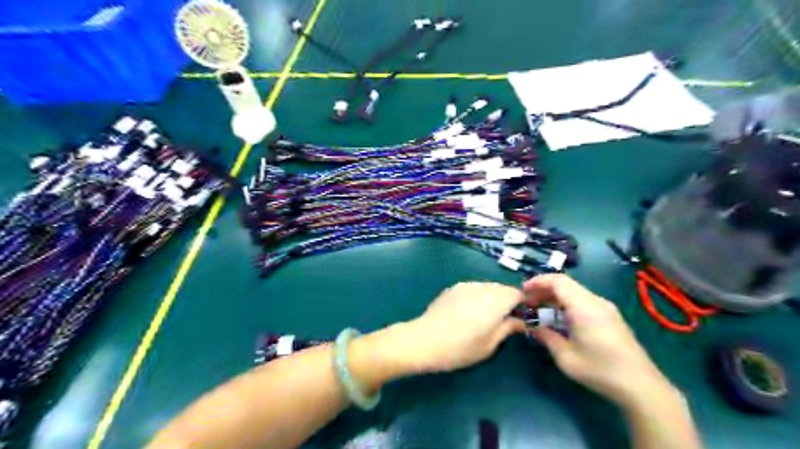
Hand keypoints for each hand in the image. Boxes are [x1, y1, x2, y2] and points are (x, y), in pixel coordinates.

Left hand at [397, 282, 528, 373]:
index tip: (524, 315)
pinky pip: (473, 288)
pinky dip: (478, 296)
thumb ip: (508, 328)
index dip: (523, 303)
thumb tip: (521, 321)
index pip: (517, 294)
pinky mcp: (453, 287)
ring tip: (486, 316)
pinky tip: (468, 312)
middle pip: (502, 288)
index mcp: (496, 301)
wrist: (424, 340)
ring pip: (487, 287)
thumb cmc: (461, 347)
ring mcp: (466, 285)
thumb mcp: (489, 344)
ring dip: (492, 297)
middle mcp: (482, 287)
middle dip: (507, 300)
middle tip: (505, 318)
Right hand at [527, 274, 673, 405]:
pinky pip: (583, 301)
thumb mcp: (566, 357)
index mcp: (584, 307)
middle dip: (543, 290)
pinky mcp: (610, 316)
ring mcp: (605, 308)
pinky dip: (567, 304)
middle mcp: (596, 301)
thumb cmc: (600, 370)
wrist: (641, 386)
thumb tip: (533, 327)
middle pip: (565, 284)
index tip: (522, 291)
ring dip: (555, 297)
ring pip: (574, 292)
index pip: (558, 281)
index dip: (538, 281)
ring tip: (540, 311)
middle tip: (528, 303)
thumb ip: (547, 337)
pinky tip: (560, 319)